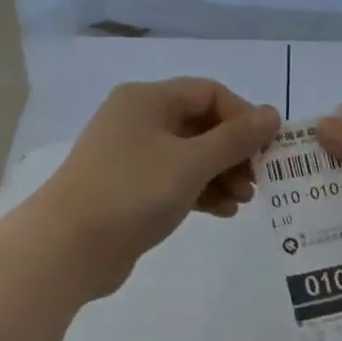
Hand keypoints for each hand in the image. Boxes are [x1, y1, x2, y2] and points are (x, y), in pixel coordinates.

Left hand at [30, 78, 282, 298]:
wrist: (68, 247)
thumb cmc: (132, 193)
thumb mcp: (191, 163)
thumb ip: (235, 139)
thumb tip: (273, 114)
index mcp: (147, 100)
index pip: (209, 93)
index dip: (243, 117)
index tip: (267, 148)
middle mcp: (138, 121)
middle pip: (201, 125)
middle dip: (233, 152)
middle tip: (256, 181)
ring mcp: (131, 157)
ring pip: (189, 156)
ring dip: (221, 175)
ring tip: (243, 202)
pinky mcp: (129, 190)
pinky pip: (174, 181)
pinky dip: (200, 192)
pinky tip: (222, 212)